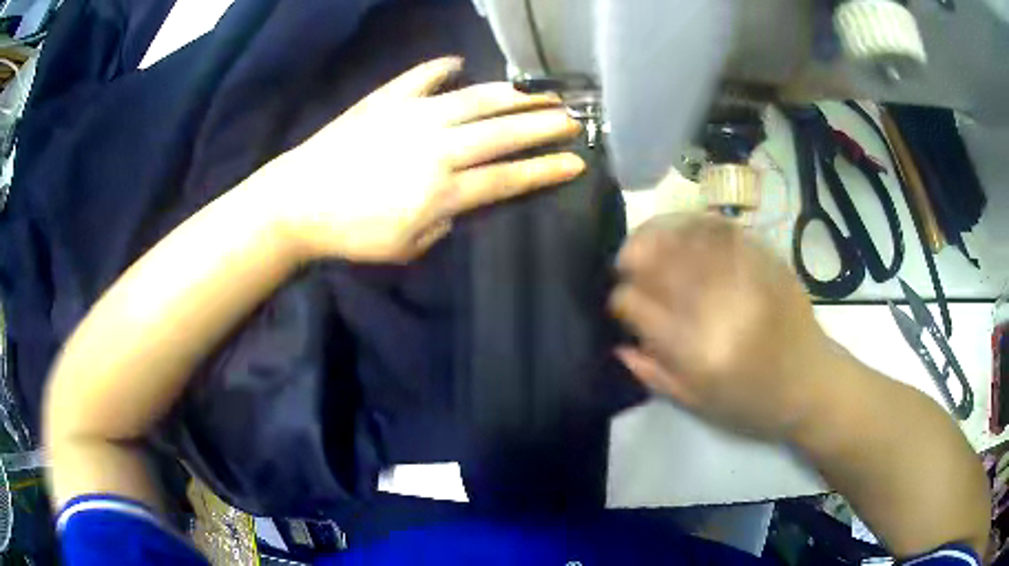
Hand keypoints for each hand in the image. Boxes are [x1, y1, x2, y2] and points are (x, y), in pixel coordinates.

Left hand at [254, 56, 584, 262]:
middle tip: (572, 118)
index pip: (509, 177)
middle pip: (503, 132)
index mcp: (444, 188)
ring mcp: (413, 116)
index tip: (576, 161)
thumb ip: (444, 222)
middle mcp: (439, 146)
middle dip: (543, 125)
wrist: (298, 202)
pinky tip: (457, 62)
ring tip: (539, 92)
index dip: (546, 170)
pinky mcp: (387, 101)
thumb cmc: (350, 234)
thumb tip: (461, 198)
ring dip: (512, 95)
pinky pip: (420, 77)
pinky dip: (440, 68)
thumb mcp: (405, 247)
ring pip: (475, 100)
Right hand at [609, 215, 832, 438]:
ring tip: (646, 241)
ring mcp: (745, 277)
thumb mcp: (697, 404)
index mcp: (698, 351)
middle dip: (632, 257)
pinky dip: (694, 225)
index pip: (638, 307)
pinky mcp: (765, 260)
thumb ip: (653, 373)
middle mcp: (720, 307)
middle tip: (624, 263)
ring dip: (658, 234)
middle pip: (659, 262)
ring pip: (687, 237)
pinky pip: (722, 229)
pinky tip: (683, 232)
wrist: (811, 383)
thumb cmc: (753, 403)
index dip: (619, 300)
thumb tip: (618, 343)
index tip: (617, 302)